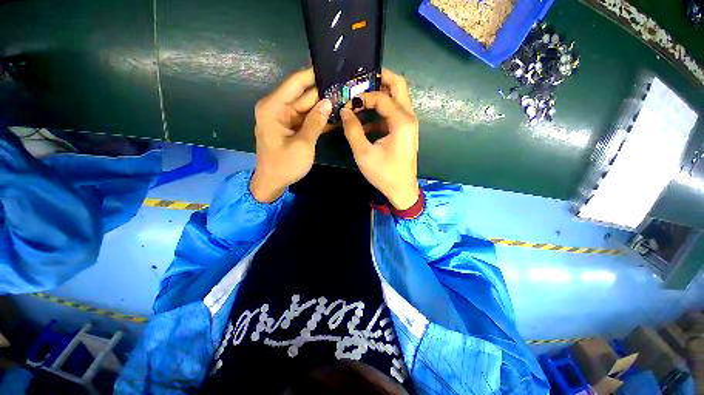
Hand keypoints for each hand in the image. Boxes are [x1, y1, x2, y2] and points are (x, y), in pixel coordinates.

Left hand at [250, 68, 331, 202]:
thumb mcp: (303, 144)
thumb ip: (315, 122)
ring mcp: (285, 119)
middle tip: (344, 85)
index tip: (330, 66)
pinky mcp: (291, 129)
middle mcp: (278, 109)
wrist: (272, 183)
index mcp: (274, 108)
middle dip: (322, 91)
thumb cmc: (284, 165)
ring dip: (323, 105)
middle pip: (303, 95)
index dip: (313, 74)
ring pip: (307, 107)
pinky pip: (306, 119)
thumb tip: (328, 102)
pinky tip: (334, 114)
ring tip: (344, 97)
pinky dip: (318, 118)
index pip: (296, 83)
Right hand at [341, 69, 419, 210]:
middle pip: (398, 85)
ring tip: (359, 100)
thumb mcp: (364, 154)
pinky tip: (365, 122)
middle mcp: (409, 117)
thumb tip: (345, 111)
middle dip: (380, 79)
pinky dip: (380, 112)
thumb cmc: (384, 174)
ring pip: (397, 98)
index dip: (363, 96)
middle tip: (360, 82)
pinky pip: (394, 114)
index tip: (348, 102)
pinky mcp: (405, 131)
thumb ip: (353, 130)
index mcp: (402, 121)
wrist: (402, 190)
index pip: (382, 96)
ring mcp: (409, 124)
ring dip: (379, 96)